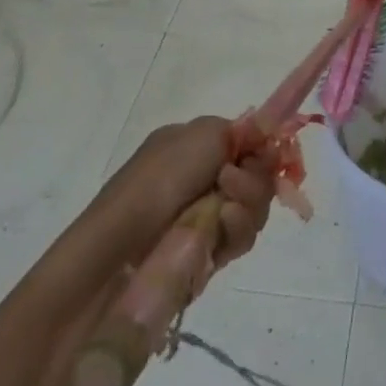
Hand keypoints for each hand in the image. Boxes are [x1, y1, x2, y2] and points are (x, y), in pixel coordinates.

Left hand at [93, 117, 274, 271]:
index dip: (262, 148)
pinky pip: (242, 238)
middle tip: (231, 181)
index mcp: (197, 146)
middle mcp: (204, 178)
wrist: (119, 249)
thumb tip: (267, 137)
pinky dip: (238, 230)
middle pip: (258, 176)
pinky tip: (222, 226)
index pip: (247, 143)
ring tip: (225, 211)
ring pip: (255, 208)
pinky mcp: (210, 254)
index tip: (265, 152)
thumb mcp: (204, 133)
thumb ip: (245, 131)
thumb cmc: (160, 179)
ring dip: (248, 204)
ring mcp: (207, 217)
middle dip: (255, 178)